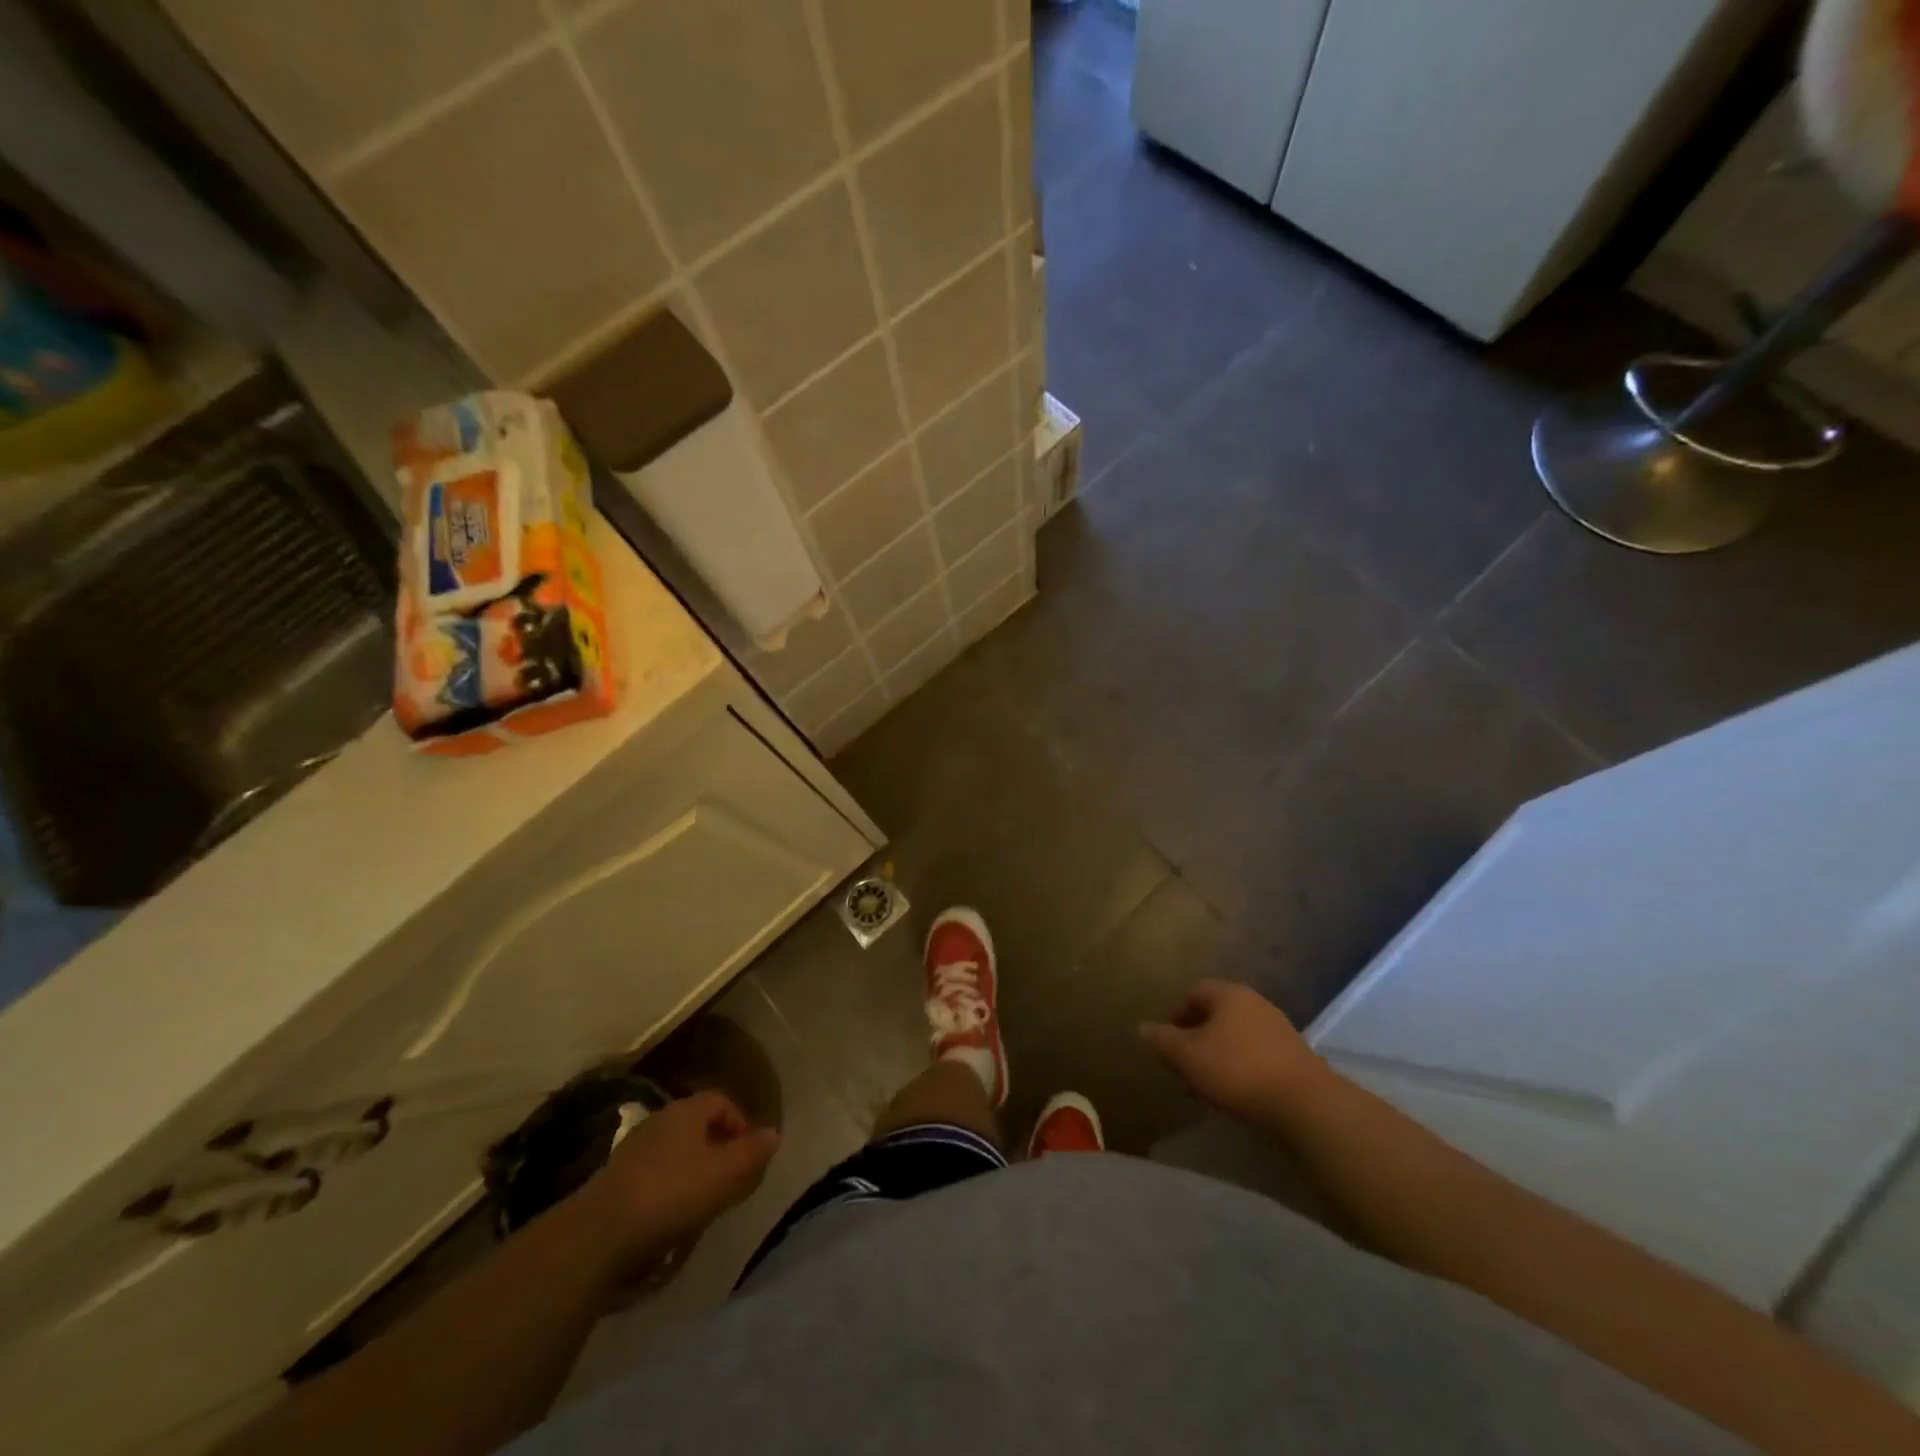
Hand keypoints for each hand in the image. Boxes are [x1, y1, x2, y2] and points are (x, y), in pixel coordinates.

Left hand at [576, 1090, 778, 1277]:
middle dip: (718, 1151)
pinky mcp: (615, 1182)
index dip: (740, 1122)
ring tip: (705, 1205)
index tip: (750, 1153)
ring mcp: (633, 1150)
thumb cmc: (671, 1193)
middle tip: (732, 1180)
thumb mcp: (724, 1173)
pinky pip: (654, 1177)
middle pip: (698, 1126)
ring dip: (694, 1173)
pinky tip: (672, 1220)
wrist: (598, 1234)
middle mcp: (659, 1121)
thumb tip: (774, 1133)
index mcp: (686, 1112)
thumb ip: (752, 1152)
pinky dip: (669, 1191)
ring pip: (675, 1153)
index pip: (721, 1101)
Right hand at [1141, 980, 1333, 1122]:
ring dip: (1218, 1055)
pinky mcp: (1294, 1055)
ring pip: (1236, 1036)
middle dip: (1196, 1039)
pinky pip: (1256, 1054)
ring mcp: (1278, 1028)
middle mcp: (1254, 1002)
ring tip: (1207, 1086)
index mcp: (1228, 993)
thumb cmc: (1237, 1070)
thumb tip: (1142, 1027)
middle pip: (1216, 1014)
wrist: (1305, 1104)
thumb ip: (1162, 1039)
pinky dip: (1241, 1067)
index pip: (1193, 993)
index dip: (1175, 1016)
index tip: (1167, 1043)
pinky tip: (1236, 1093)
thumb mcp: (1188, 1056)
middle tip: (1184, 1067)